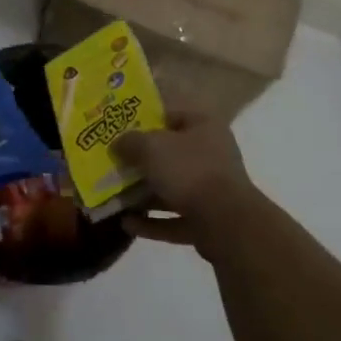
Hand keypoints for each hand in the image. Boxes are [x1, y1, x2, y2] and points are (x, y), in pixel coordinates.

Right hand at [111, 110, 259, 255]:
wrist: (226, 222)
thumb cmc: (189, 170)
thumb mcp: (151, 147)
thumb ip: (130, 142)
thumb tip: (117, 143)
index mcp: (204, 127)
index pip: (172, 116)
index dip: (146, 121)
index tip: (121, 130)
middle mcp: (212, 155)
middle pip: (170, 154)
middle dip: (142, 162)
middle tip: (114, 165)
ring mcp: (212, 190)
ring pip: (172, 188)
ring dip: (144, 194)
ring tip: (114, 197)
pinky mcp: (208, 221)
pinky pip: (175, 218)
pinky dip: (153, 222)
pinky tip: (127, 224)